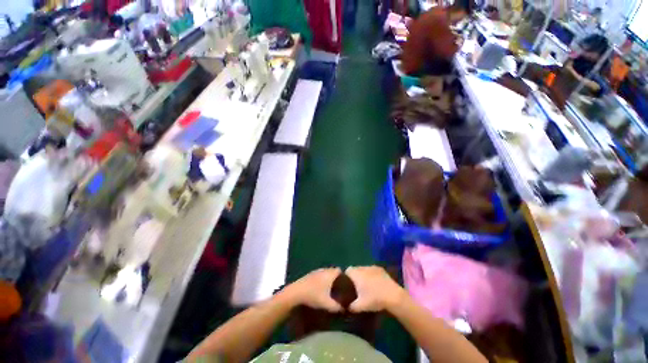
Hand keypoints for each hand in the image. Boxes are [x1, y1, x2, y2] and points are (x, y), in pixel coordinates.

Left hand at [283, 268, 342, 311]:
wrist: (296, 292)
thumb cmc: (313, 296)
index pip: (340, 271)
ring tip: (330, 289)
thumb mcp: (328, 304)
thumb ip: (338, 307)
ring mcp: (316, 271)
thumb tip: (346, 308)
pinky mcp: (310, 274)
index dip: (344, 277)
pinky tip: (320, 288)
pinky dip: (322, 280)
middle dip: (336, 279)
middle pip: (333, 271)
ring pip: (326, 273)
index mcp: (329, 274)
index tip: (345, 285)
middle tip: (338, 289)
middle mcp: (324, 269)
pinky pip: (320, 275)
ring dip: (329, 279)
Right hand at [345, 266, 406, 312]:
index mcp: (356, 274)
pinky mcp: (380, 269)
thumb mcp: (360, 306)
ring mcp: (372, 267)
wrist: (393, 296)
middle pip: (356, 269)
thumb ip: (351, 306)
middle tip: (357, 286)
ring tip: (367, 285)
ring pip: (364, 269)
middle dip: (355, 276)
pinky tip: (375, 283)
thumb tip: (346, 306)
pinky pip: (372, 270)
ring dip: (363, 274)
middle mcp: (363, 267)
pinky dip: (371, 274)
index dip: (346, 277)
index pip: (347, 270)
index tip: (348, 285)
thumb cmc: (374, 299)